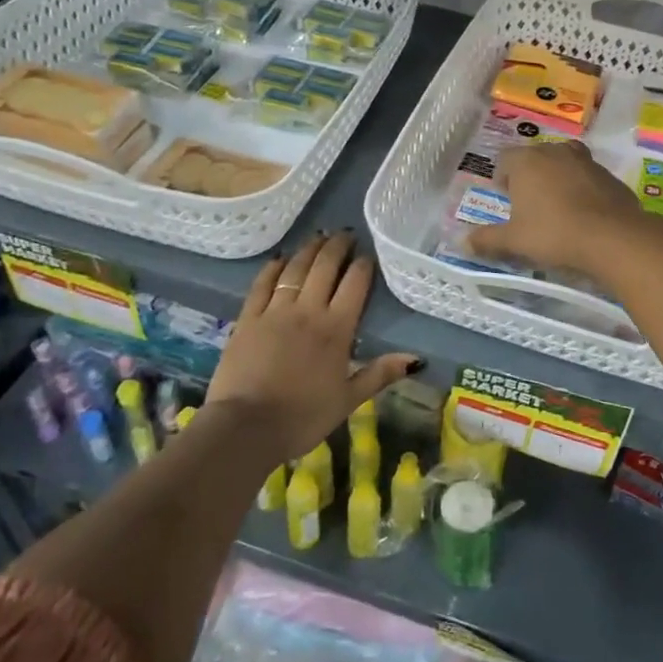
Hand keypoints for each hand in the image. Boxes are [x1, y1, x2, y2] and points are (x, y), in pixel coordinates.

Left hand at [204, 231, 419, 462]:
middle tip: (345, 234)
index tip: (367, 255)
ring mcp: (275, 311)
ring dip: (309, 249)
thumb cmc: (303, 417)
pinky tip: (280, 258)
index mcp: (337, 328)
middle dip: (337, 247)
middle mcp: (308, 310)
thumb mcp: (348, 400)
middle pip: (325, 267)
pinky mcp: (248, 318)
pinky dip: (273, 267)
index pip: (355, 284)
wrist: (246, 427)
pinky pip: (262, 284)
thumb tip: (416, 358)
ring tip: (319, 237)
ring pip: (295, 269)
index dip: (363, 265)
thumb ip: (380, 373)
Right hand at [464, 140, 654, 279]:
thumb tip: (461, 244)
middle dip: (529, 177)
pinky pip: (587, 178)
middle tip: (528, 205)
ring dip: (557, 179)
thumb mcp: (514, 241)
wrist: (612, 237)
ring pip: (563, 164)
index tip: (505, 200)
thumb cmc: (553, 233)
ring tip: (556, 208)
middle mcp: (555, 151)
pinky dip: (582, 190)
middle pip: (535, 157)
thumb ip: (486, 240)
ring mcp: (586, 161)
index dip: (501, 178)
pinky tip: (583, 215)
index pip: (505, 159)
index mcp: (527, 160)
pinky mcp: (609, 175)